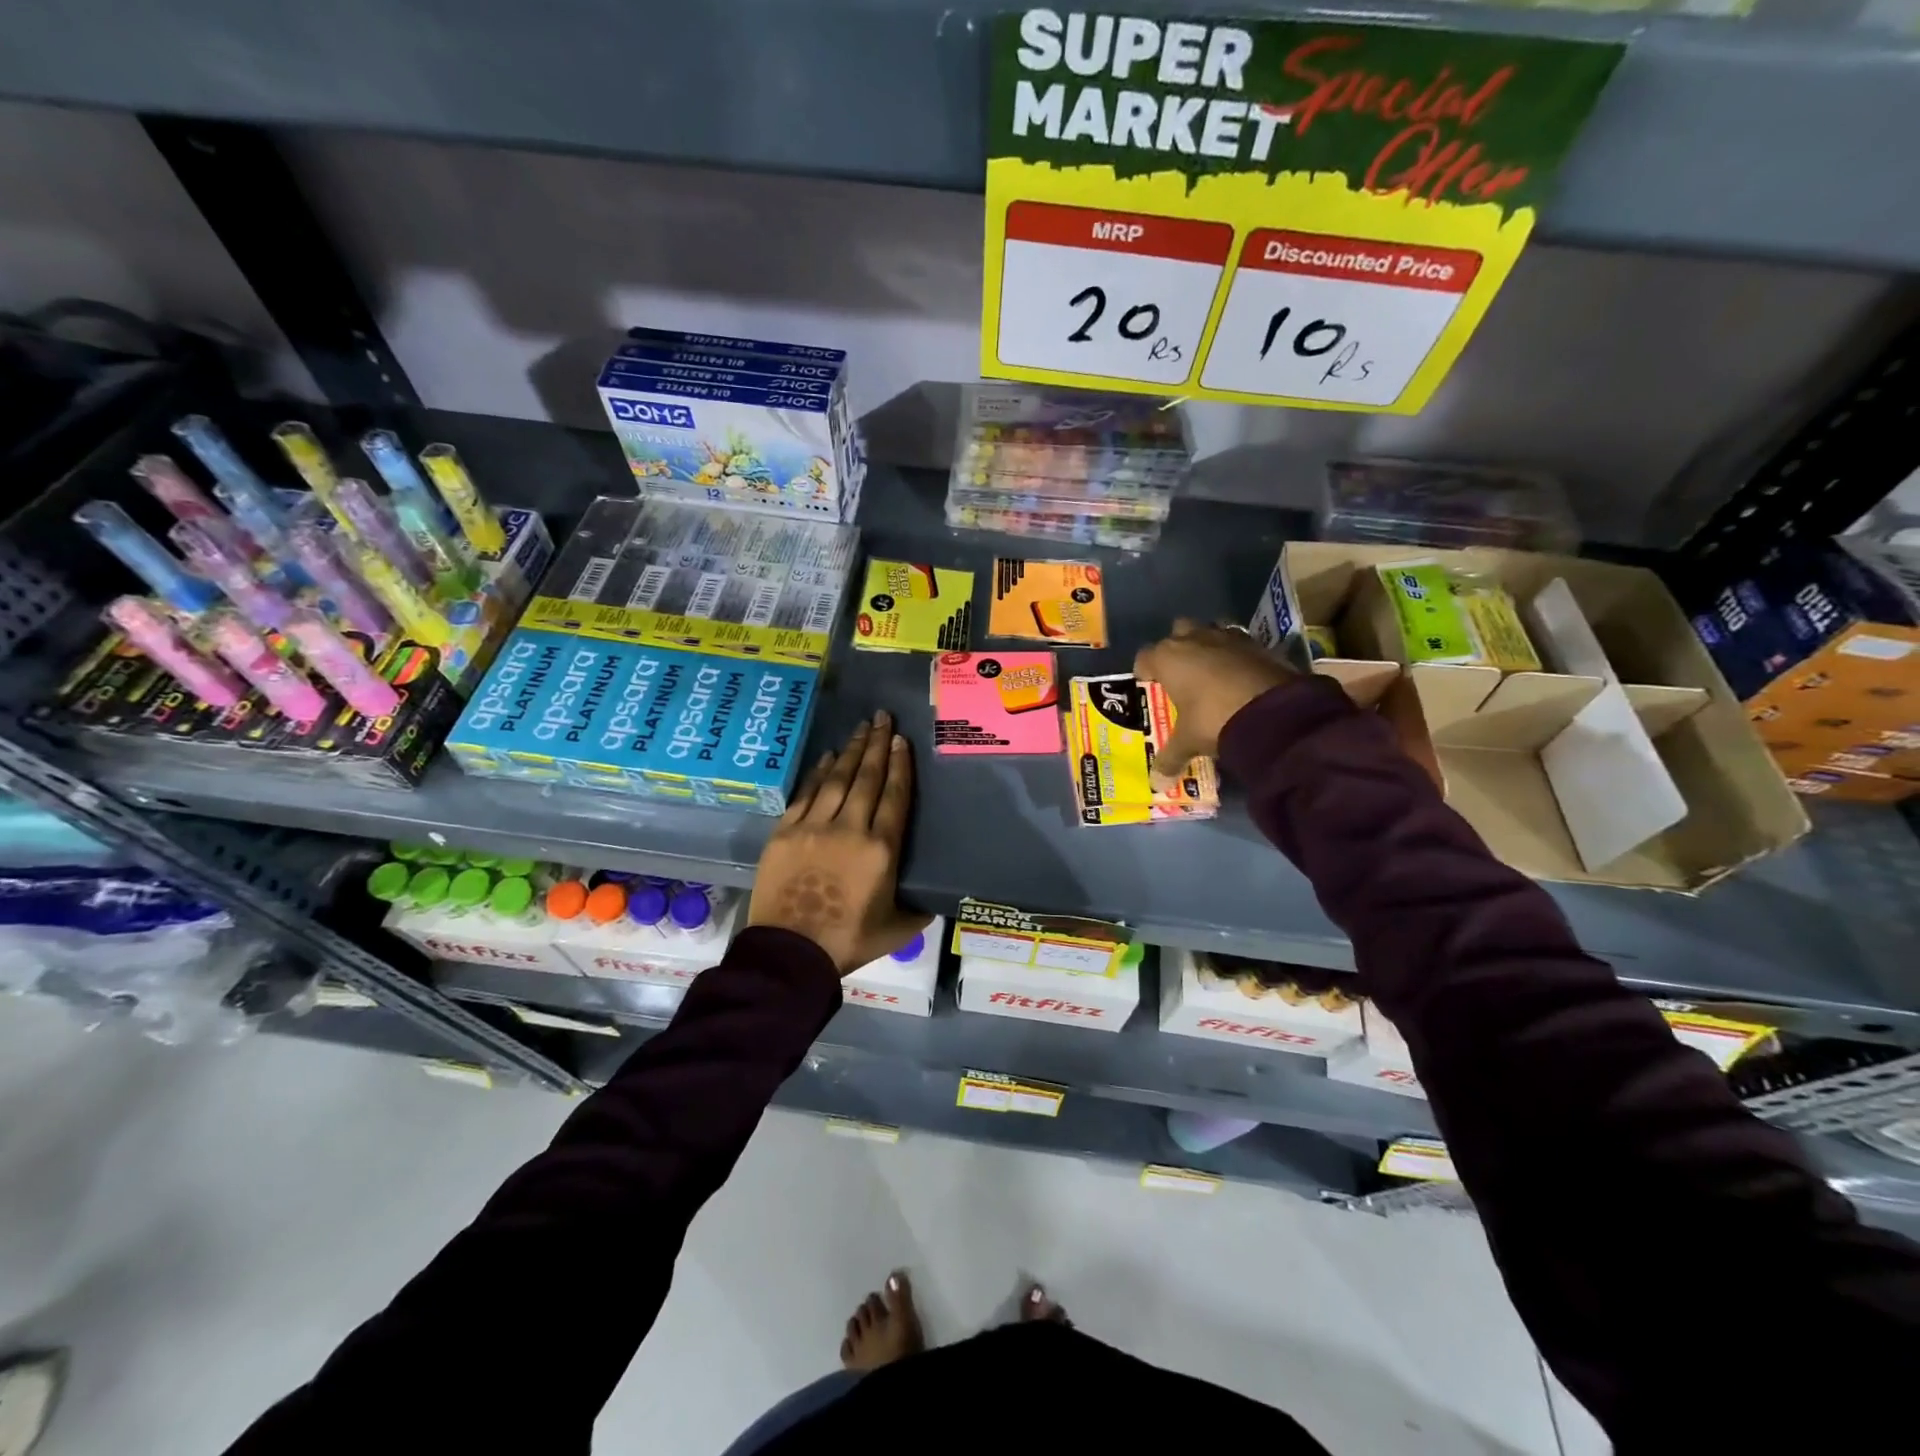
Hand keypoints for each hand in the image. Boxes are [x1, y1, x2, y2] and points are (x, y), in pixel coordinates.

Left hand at [749, 710, 929, 974]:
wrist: (790, 952)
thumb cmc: (848, 941)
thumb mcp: (897, 928)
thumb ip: (918, 909)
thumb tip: (934, 898)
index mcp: (881, 850)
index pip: (894, 796)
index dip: (899, 765)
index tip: (901, 740)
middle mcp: (849, 828)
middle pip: (866, 777)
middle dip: (877, 744)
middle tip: (883, 718)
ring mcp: (813, 827)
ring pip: (837, 779)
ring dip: (850, 751)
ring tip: (861, 728)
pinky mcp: (785, 832)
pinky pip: (806, 794)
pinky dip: (818, 773)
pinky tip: (827, 757)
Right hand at [1134, 619, 1294, 784]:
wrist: (1272, 710)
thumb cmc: (1214, 718)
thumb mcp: (1188, 742)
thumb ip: (1170, 759)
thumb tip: (1156, 784)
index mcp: (1167, 658)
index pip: (1145, 657)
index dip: (1145, 671)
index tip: (1149, 684)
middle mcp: (1193, 639)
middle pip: (1177, 632)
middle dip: (1177, 648)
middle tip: (1181, 674)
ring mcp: (1227, 637)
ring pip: (1209, 629)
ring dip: (1207, 645)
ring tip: (1210, 670)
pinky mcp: (1256, 642)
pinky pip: (1238, 642)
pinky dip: (1235, 654)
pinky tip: (1239, 675)